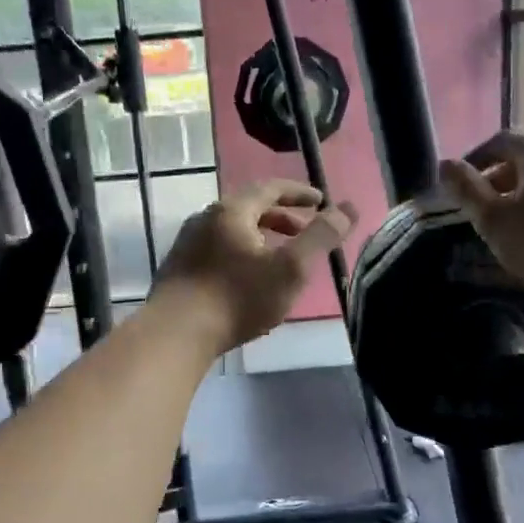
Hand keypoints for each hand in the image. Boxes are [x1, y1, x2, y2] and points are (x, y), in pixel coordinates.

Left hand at [151, 180, 355, 354]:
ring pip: (231, 231)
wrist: (175, 334)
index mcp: (231, 211)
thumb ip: (320, 236)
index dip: (299, 192)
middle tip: (305, 231)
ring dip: (260, 237)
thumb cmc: (237, 298)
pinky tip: (247, 280)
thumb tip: (348, 208)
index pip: (270, 188)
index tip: (320, 201)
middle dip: (281, 217)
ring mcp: (187, 244)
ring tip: (279, 259)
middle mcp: (205, 219)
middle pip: (249, 208)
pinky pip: (217, 250)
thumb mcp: (290, 269)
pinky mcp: (178, 269)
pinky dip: (241, 254)